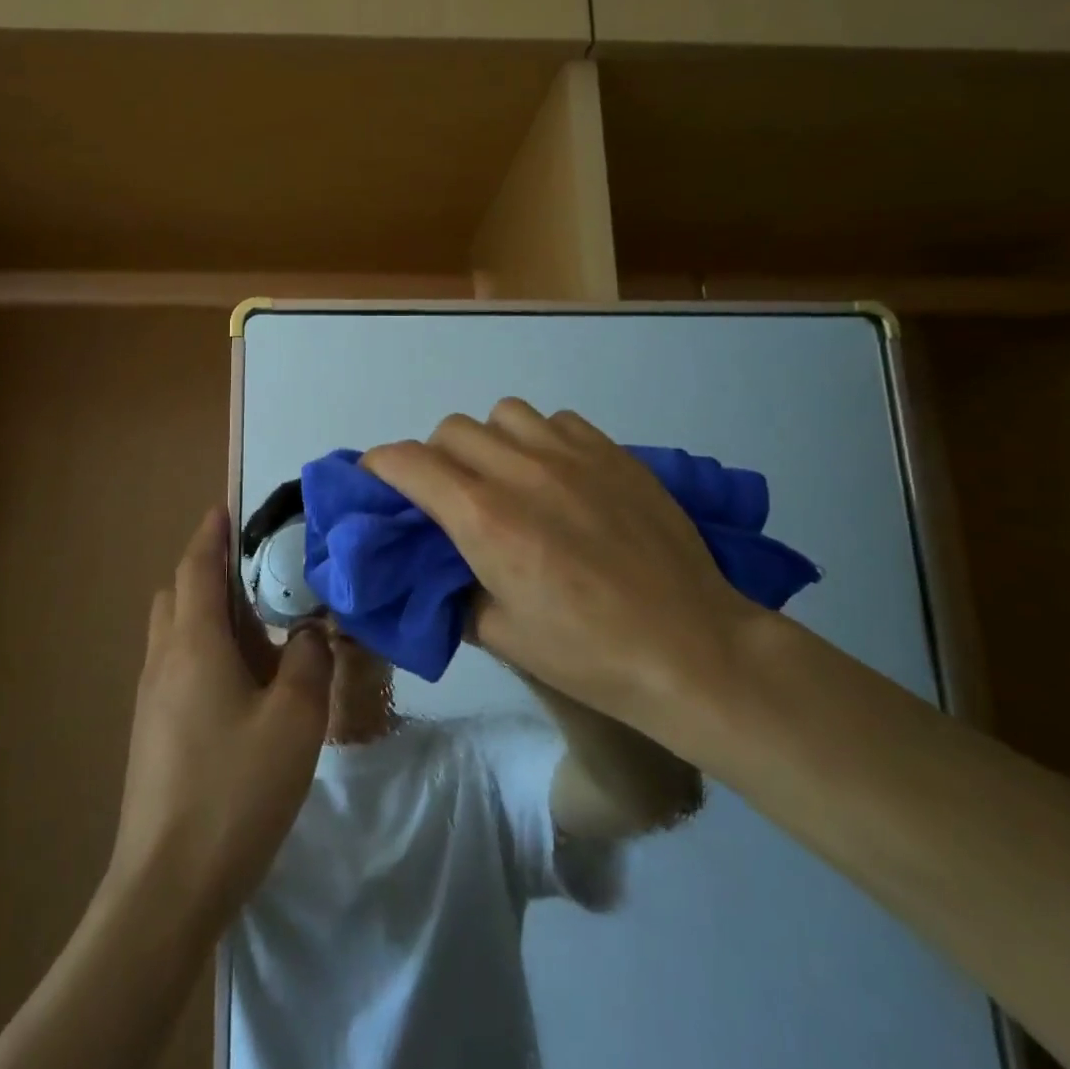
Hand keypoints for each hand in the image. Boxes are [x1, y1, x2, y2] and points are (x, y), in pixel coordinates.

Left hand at [105, 507, 332, 924]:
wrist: (166, 887)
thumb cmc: (234, 790)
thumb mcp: (294, 721)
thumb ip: (309, 663)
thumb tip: (311, 633)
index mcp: (193, 645)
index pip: (196, 568)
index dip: (211, 534)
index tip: (227, 508)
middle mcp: (163, 661)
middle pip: (177, 595)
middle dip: (210, 574)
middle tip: (259, 578)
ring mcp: (150, 700)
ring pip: (175, 634)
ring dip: (209, 617)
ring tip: (262, 634)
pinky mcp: (151, 733)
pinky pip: (177, 668)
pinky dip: (205, 653)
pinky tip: (244, 688)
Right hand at [362, 400, 764, 749]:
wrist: (691, 647)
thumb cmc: (590, 654)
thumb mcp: (502, 635)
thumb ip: (456, 591)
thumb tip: (441, 569)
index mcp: (485, 519)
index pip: (408, 462)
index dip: (379, 466)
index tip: (378, 482)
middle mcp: (521, 471)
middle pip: (449, 429)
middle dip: (433, 458)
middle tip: (448, 496)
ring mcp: (571, 454)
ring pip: (502, 414)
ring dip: (488, 442)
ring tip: (504, 479)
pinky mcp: (612, 452)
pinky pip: (556, 421)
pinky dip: (539, 440)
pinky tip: (557, 476)